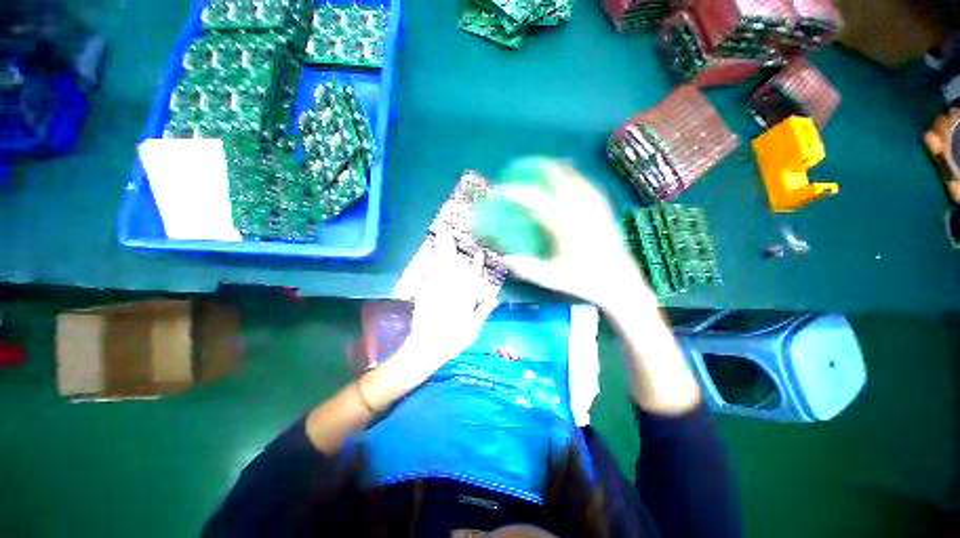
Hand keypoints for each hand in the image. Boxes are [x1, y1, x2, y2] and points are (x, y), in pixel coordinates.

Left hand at [397, 232, 499, 379]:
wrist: (427, 347)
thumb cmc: (453, 339)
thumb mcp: (473, 327)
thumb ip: (484, 310)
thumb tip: (496, 297)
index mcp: (464, 298)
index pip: (473, 277)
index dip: (477, 264)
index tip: (479, 253)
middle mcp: (450, 290)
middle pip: (452, 265)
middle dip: (450, 248)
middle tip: (448, 231)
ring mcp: (435, 290)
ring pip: (439, 267)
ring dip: (440, 252)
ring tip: (440, 237)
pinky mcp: (423, 294)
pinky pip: (427, 276)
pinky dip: (429, 267)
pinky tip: (429, 259)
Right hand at [497, 162, 656, 310]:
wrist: (620, 284)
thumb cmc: (585, 281)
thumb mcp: (552, 278)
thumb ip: (527, 268)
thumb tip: (504, 259)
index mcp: (565, 226)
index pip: (536, 201)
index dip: (517, 193)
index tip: (503, 191)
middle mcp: (581, 212)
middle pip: (561, 180)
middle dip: (543, 169)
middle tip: (530, 166)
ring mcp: (596, 210)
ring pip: (578, 180)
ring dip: (563, 171)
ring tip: (552, 167)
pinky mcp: (606, 213)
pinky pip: (592, 189)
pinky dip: (580, 180)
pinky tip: (577, 181)